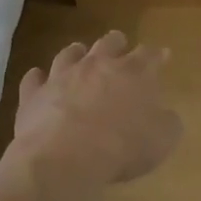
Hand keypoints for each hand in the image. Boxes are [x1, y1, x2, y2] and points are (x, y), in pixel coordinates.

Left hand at [8, 31, 182, 189]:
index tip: (163, 55)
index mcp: (134, 73)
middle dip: (117, 43)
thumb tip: (165, 115)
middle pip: (109, 43)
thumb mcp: (161, 141)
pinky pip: (33, 79)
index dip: (158, 55)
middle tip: (120, 45)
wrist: (63, 157)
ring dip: (77, 52)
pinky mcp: (33, 94)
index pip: (149, 55)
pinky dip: (37, 78)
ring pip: (69, 54)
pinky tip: (37, 78)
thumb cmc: (121, 147)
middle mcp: (97, 65)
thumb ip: (167, 123)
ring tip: (79, 52)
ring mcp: (61, 76)